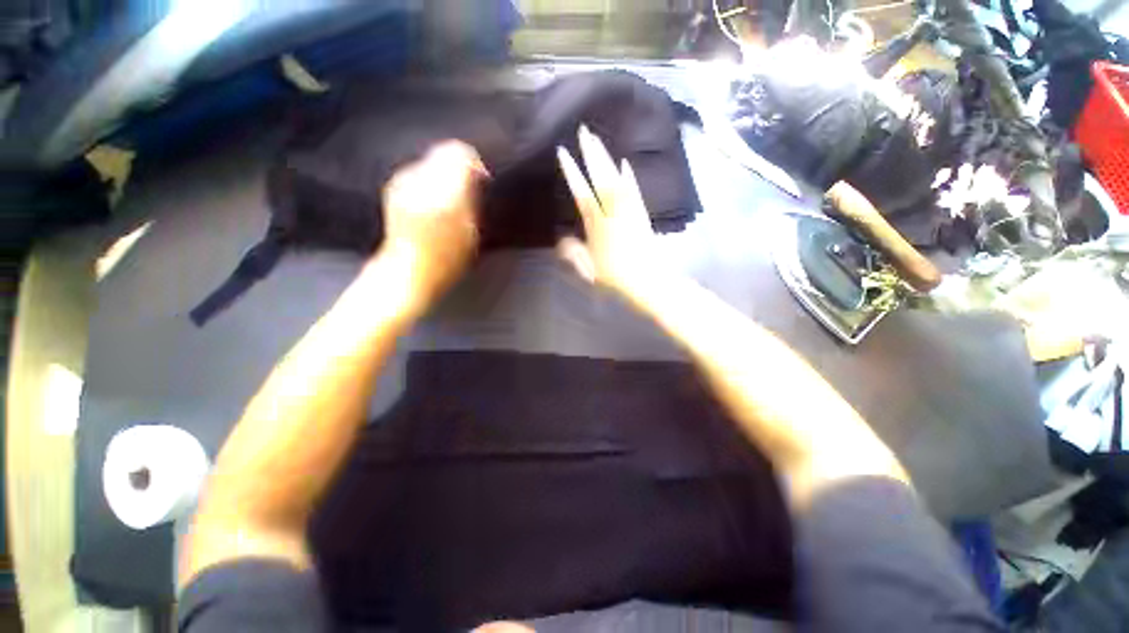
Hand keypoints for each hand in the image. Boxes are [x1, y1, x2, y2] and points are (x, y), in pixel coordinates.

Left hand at [376, 140, 485, 314]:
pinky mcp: (393, 190)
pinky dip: (428, 182)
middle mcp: (420, 179)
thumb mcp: (471, 230)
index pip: (460, 153)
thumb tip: (475, 174)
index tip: (482, 181)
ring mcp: (403, 183)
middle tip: (467, 193)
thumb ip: (473, 197)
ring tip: (449, 201)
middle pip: (442, 154)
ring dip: (443, 175)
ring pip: (429, 163)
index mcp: (444, 189)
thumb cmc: (447, 258)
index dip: (475, 164)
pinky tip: (431, 204)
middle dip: (458, 169)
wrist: (408, 272)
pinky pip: (417, 174)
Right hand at [556, 126, 661, 301]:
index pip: (582, 194)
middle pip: (601, 179)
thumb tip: (562, 239)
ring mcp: (630, 211)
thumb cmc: (616, 279)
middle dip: (591, 154)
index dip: (572, 173)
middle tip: (584, 131)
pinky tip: (625, 163)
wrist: (649, 282)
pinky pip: (634, 191)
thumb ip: (575, 254)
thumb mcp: (590, 271)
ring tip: (598, 140)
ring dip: (607, 159)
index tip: (563, 152)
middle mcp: (614, 213)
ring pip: (617, 180)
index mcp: (598, 226)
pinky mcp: (641, 214)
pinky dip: (629, 176)